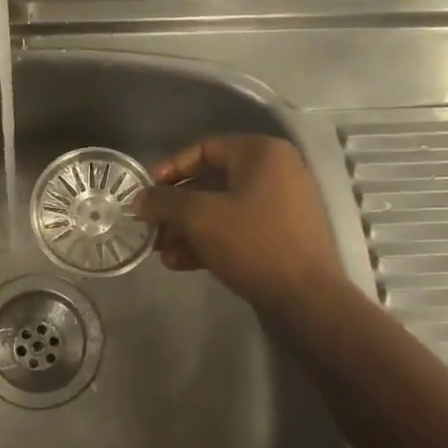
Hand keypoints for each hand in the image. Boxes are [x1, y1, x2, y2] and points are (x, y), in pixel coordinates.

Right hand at [133, 135, 346, 311]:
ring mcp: (281, 204)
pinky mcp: (282, 235)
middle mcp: (275, 171)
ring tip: (161, 252)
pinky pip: (238, 228)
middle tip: (150, 227)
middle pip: (211, 181)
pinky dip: (210, 240)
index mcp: (261, 153)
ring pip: (222, 208)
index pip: (204, 149)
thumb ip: (165, 202)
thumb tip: (139, 199)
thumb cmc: (253, 243)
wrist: (307, 299)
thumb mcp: (200, 217)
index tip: (146, 192)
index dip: (170, 169)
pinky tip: (180, 263)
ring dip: (188, 228)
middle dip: (176, 207)